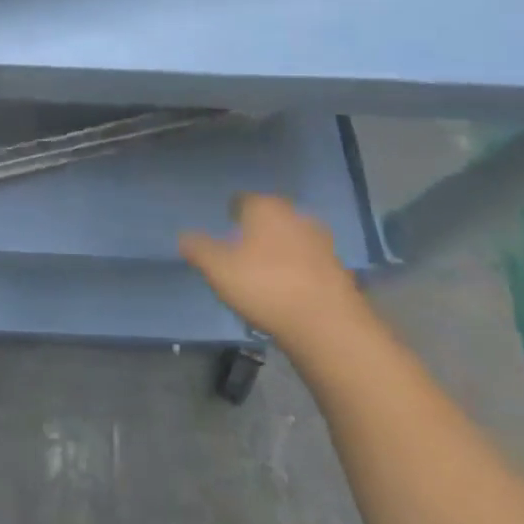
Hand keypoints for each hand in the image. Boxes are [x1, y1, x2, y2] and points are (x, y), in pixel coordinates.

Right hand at [180, 194, 366, 352]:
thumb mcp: (218, 269)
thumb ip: (199, 249)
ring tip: (266, 270)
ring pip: (293, 237)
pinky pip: (310, 261)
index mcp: (265, 208)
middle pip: (271, 215)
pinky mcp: (338, 268)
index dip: (231, 212)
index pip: (242, 199)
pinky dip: (299, 268)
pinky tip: (290, 287)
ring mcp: (321, 241)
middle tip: (243, 247)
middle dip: (258, 227)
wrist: (326, 324)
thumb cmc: (264, 286)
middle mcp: (295, 215)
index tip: (224, 227)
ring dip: (281, 248)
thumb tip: (184, 236)